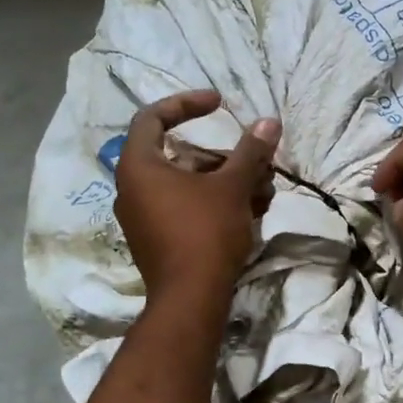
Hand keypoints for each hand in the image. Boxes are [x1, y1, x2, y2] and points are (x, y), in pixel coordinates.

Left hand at [116, 90, 280, 301]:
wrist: (191, 299)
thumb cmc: (205, 232)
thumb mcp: (232, 187)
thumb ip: (250, 152)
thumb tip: (269, 122)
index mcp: (138, 166)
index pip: (152, 118)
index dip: (187, 104)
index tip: (219, 104)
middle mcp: (133, 189)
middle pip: (183, 157)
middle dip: (227, 158)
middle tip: (259, 163)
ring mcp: (144, 218)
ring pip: (191, 186)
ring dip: (229, 183)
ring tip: (266, 193)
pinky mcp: (159, 241)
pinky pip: (187, 209)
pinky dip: (216, 204)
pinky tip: (252, 213)